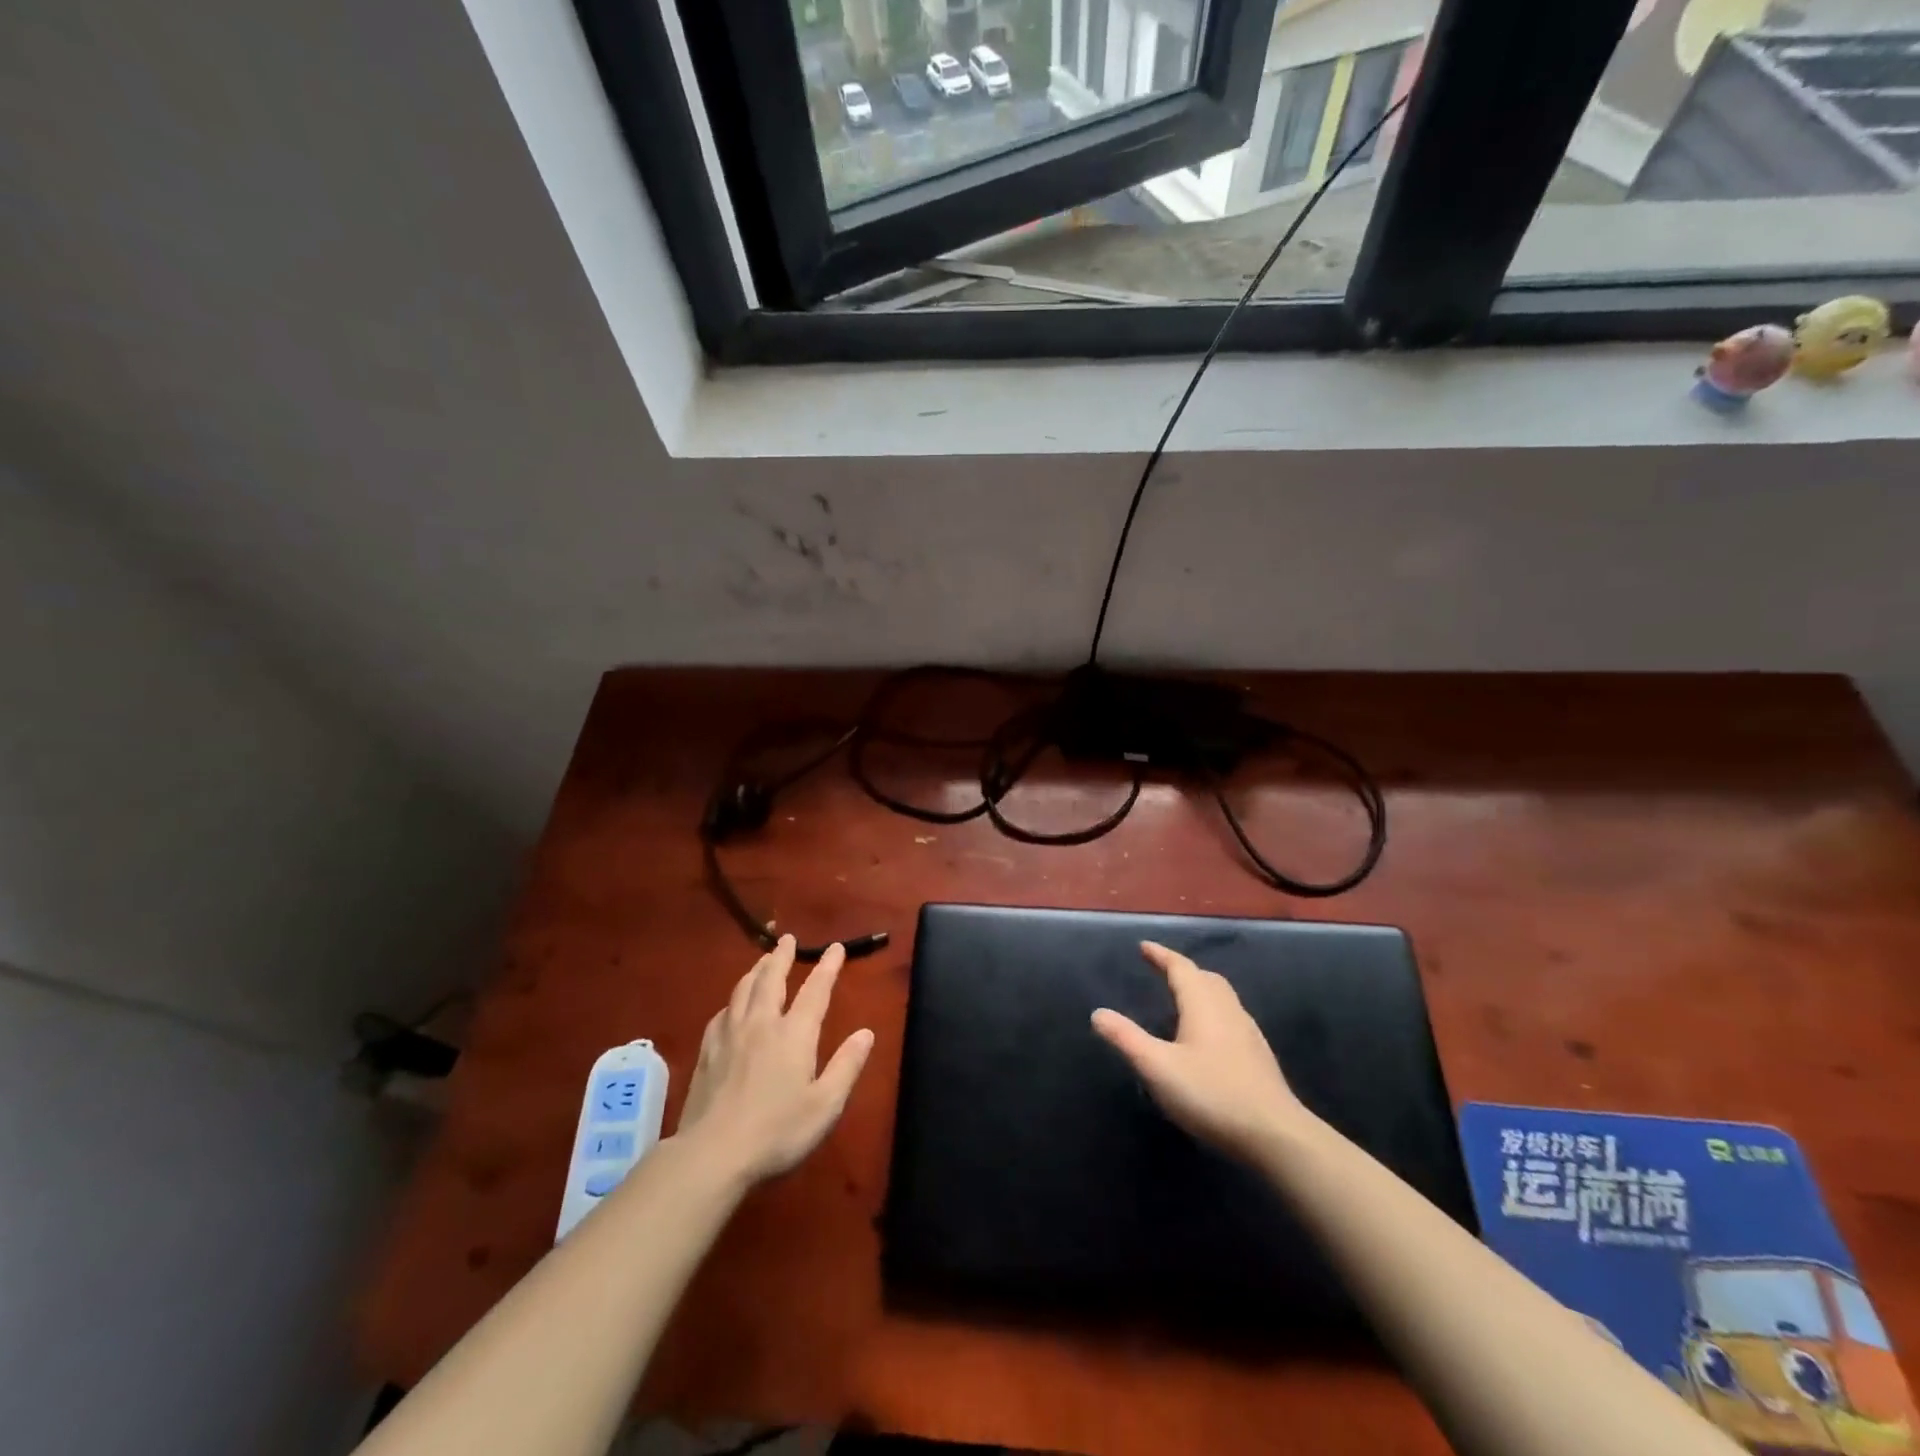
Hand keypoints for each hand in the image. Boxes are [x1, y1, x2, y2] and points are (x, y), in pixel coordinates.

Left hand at [675, 936, 874, 1184]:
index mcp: (794, 1034)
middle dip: (782, 957)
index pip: (815, 991)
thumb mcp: (825, 1105)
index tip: (835, 947)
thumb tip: (866, 1033)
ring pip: (743, 991)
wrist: (713, 1154)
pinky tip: (731, 1005)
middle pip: (771, 979)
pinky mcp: (707, 1052)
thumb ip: (846, 1066)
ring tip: (762, 960)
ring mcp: (729, 1036)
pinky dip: (732, 1000)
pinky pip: (721, 1013)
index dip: (827, 967)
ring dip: (756, 970)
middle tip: (787, 938)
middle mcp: (761, 1024)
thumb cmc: (777, 1132)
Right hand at [1092, 941, 1309, 1159]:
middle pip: (1205, 978)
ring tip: (1182, 998)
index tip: (1143, 946)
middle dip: (1182, 970)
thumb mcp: (1158, 1067)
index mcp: (1202, 1004)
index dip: (1161, 955)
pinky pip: (1231, 1017)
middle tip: (1161, 969)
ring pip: (1222, 997)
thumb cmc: (1211, 1094)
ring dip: (1200, 989)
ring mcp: (1248, 1032)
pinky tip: (1207, 1036)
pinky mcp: (1258, 1055)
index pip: (1180, 967)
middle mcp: (1228, 1009)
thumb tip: (1098, 1013)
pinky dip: (1213, 1011)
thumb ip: (1126, 1038)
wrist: (1276, 1135)